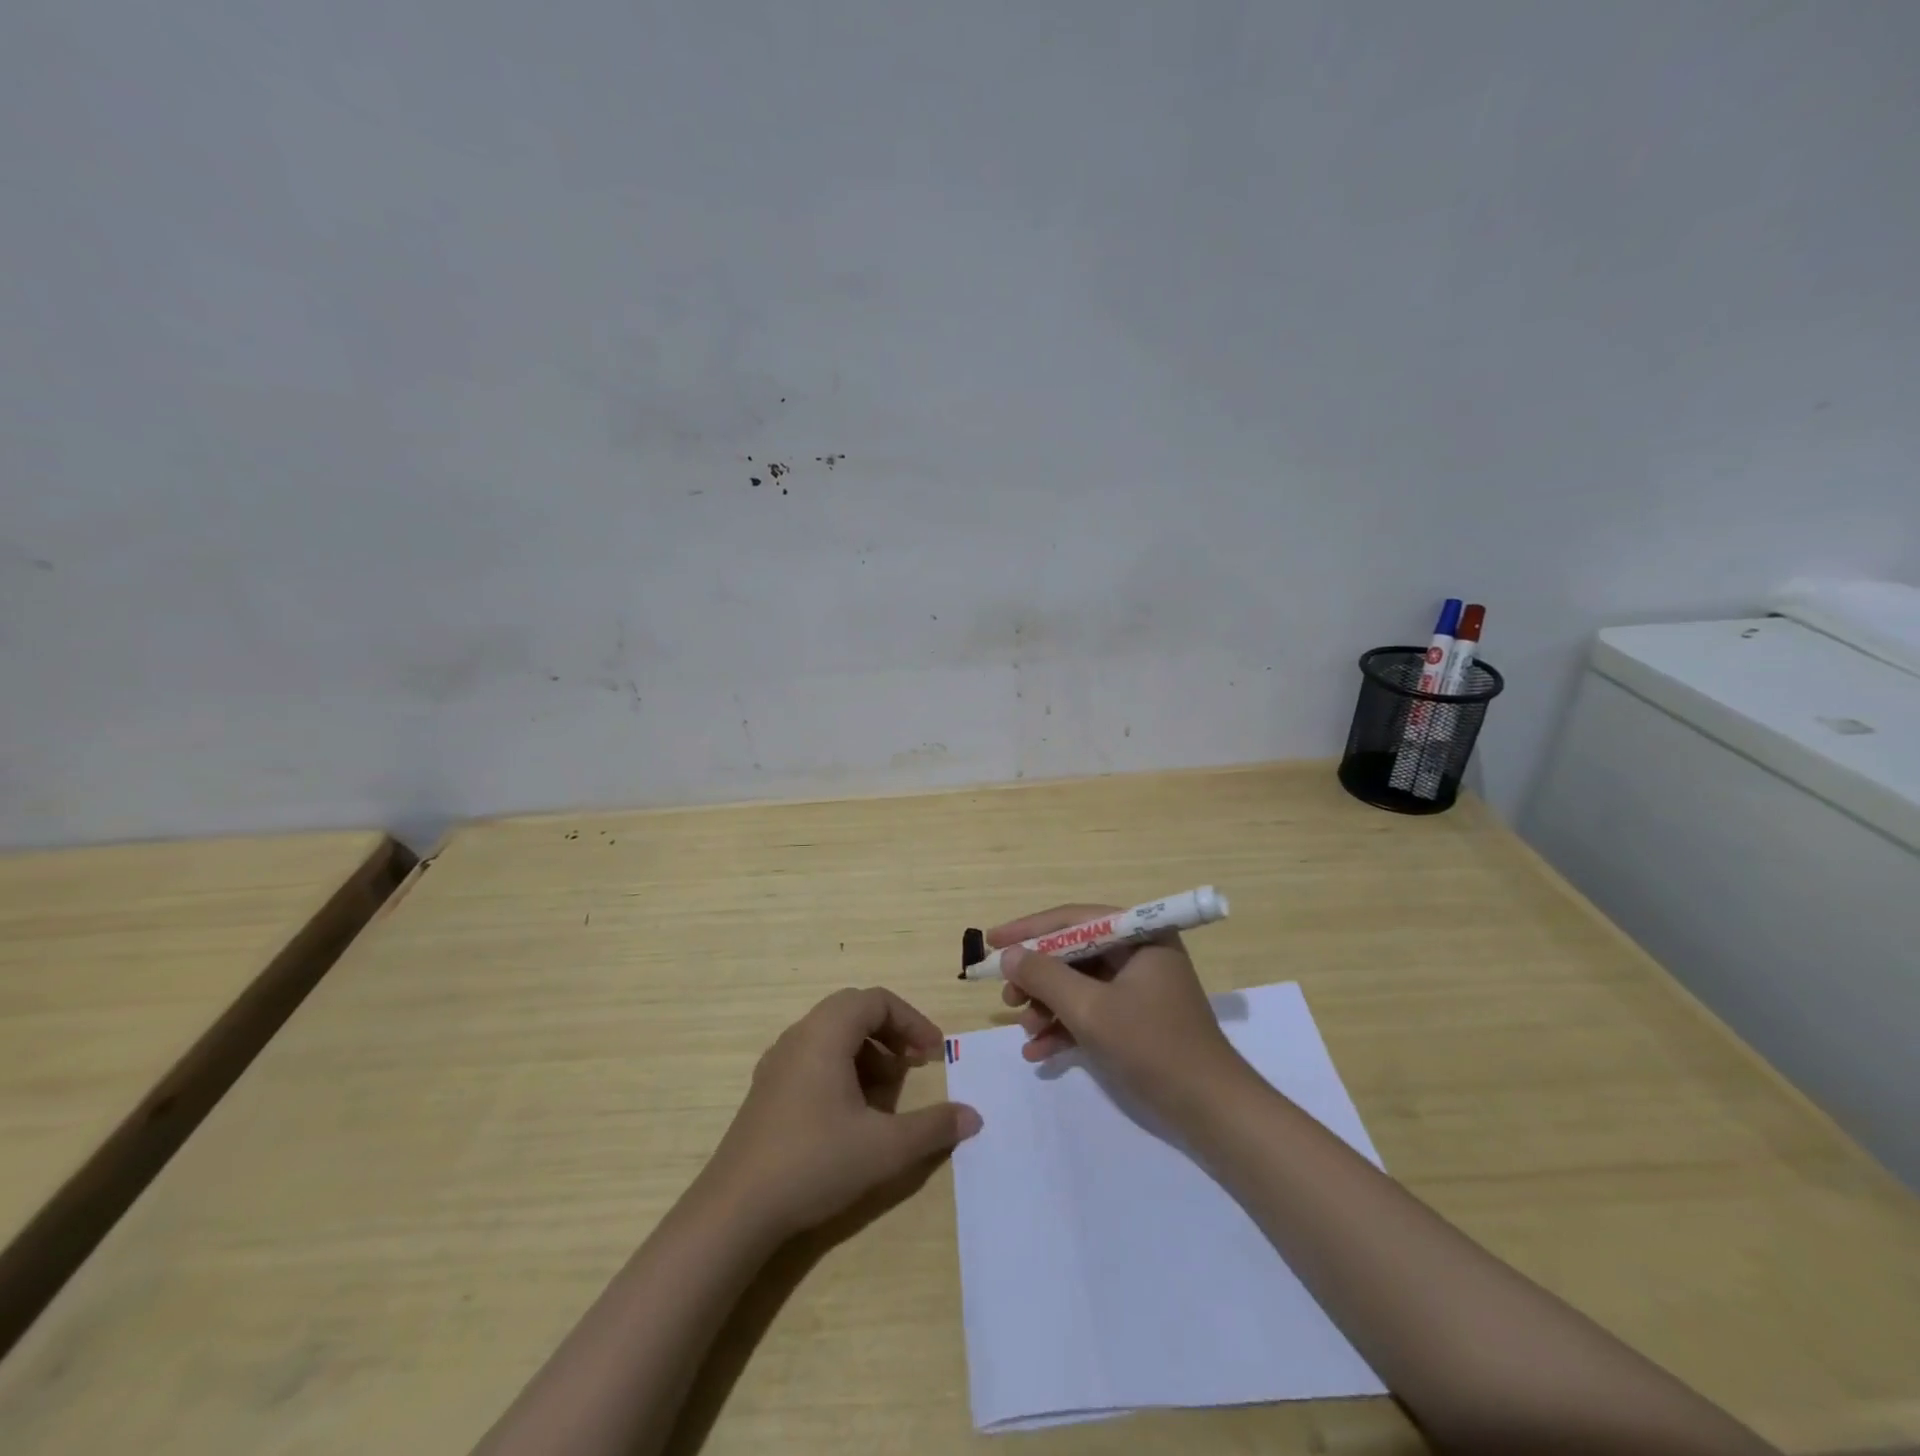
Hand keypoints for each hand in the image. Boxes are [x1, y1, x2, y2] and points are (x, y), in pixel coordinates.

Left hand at [701, 987, 981, 1242]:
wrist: (735, 1210)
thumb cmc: (814, 1163)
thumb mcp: (884, 1147)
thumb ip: (933, 1127)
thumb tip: (973, 1116)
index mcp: (826, 1033)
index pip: (876, 1000)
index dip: (911, 1021)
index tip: (933, 1053)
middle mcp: (799, 1035)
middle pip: (853, 1010)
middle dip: (890, 1032)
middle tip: (913, 1064)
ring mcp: (778, 1062)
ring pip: (831, 1034)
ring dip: (866, 1051)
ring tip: (886, 1093)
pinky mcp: (766, 1089)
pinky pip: (812, 1057)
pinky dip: (841, 1068)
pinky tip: (850, 1113)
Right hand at [992, 904, 1246, 1117]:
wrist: (1211, 1111)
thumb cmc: (1152, 1047)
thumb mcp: (1091, 1010)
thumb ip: (1045, 976)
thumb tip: (1008, 953)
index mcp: (1139, 935)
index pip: (1073, 919)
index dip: (1028, 929)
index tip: (991, 941)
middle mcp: (1139, 952)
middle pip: (1073, 952)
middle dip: (1037, 976)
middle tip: (1007, 996)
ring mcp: (1139, 986)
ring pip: (1078, 983)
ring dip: (1047, 1005)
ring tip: (1024, 1030)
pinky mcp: (1136, 1017)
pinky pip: (1091, 1009)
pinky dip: (1065, 1026)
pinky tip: (1038, 1052)